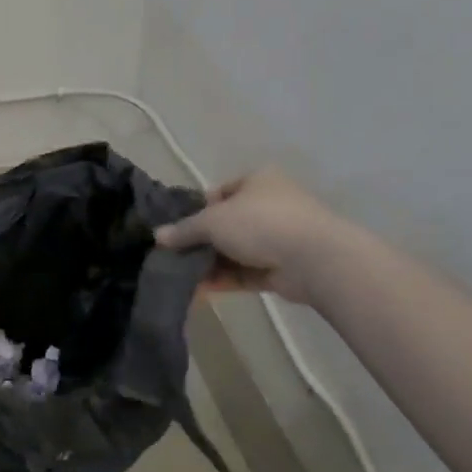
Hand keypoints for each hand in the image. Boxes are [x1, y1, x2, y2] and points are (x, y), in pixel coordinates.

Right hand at [153, 168, 344, 304]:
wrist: (313, 258)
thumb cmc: (260, 222)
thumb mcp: (213, 221)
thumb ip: (184, 230)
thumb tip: (158, 237)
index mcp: (258, 181)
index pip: (220, 192)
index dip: (196, 209)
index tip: (177, 229)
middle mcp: (269, 206)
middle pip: (225, 224)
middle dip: (200, 242)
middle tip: (173, 256)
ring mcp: (277, 238)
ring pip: (234, 251)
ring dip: (209, 263)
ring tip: (179, 276)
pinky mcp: (281, 268)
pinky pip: (245, 272)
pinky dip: (223, 279)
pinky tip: (198, 290)